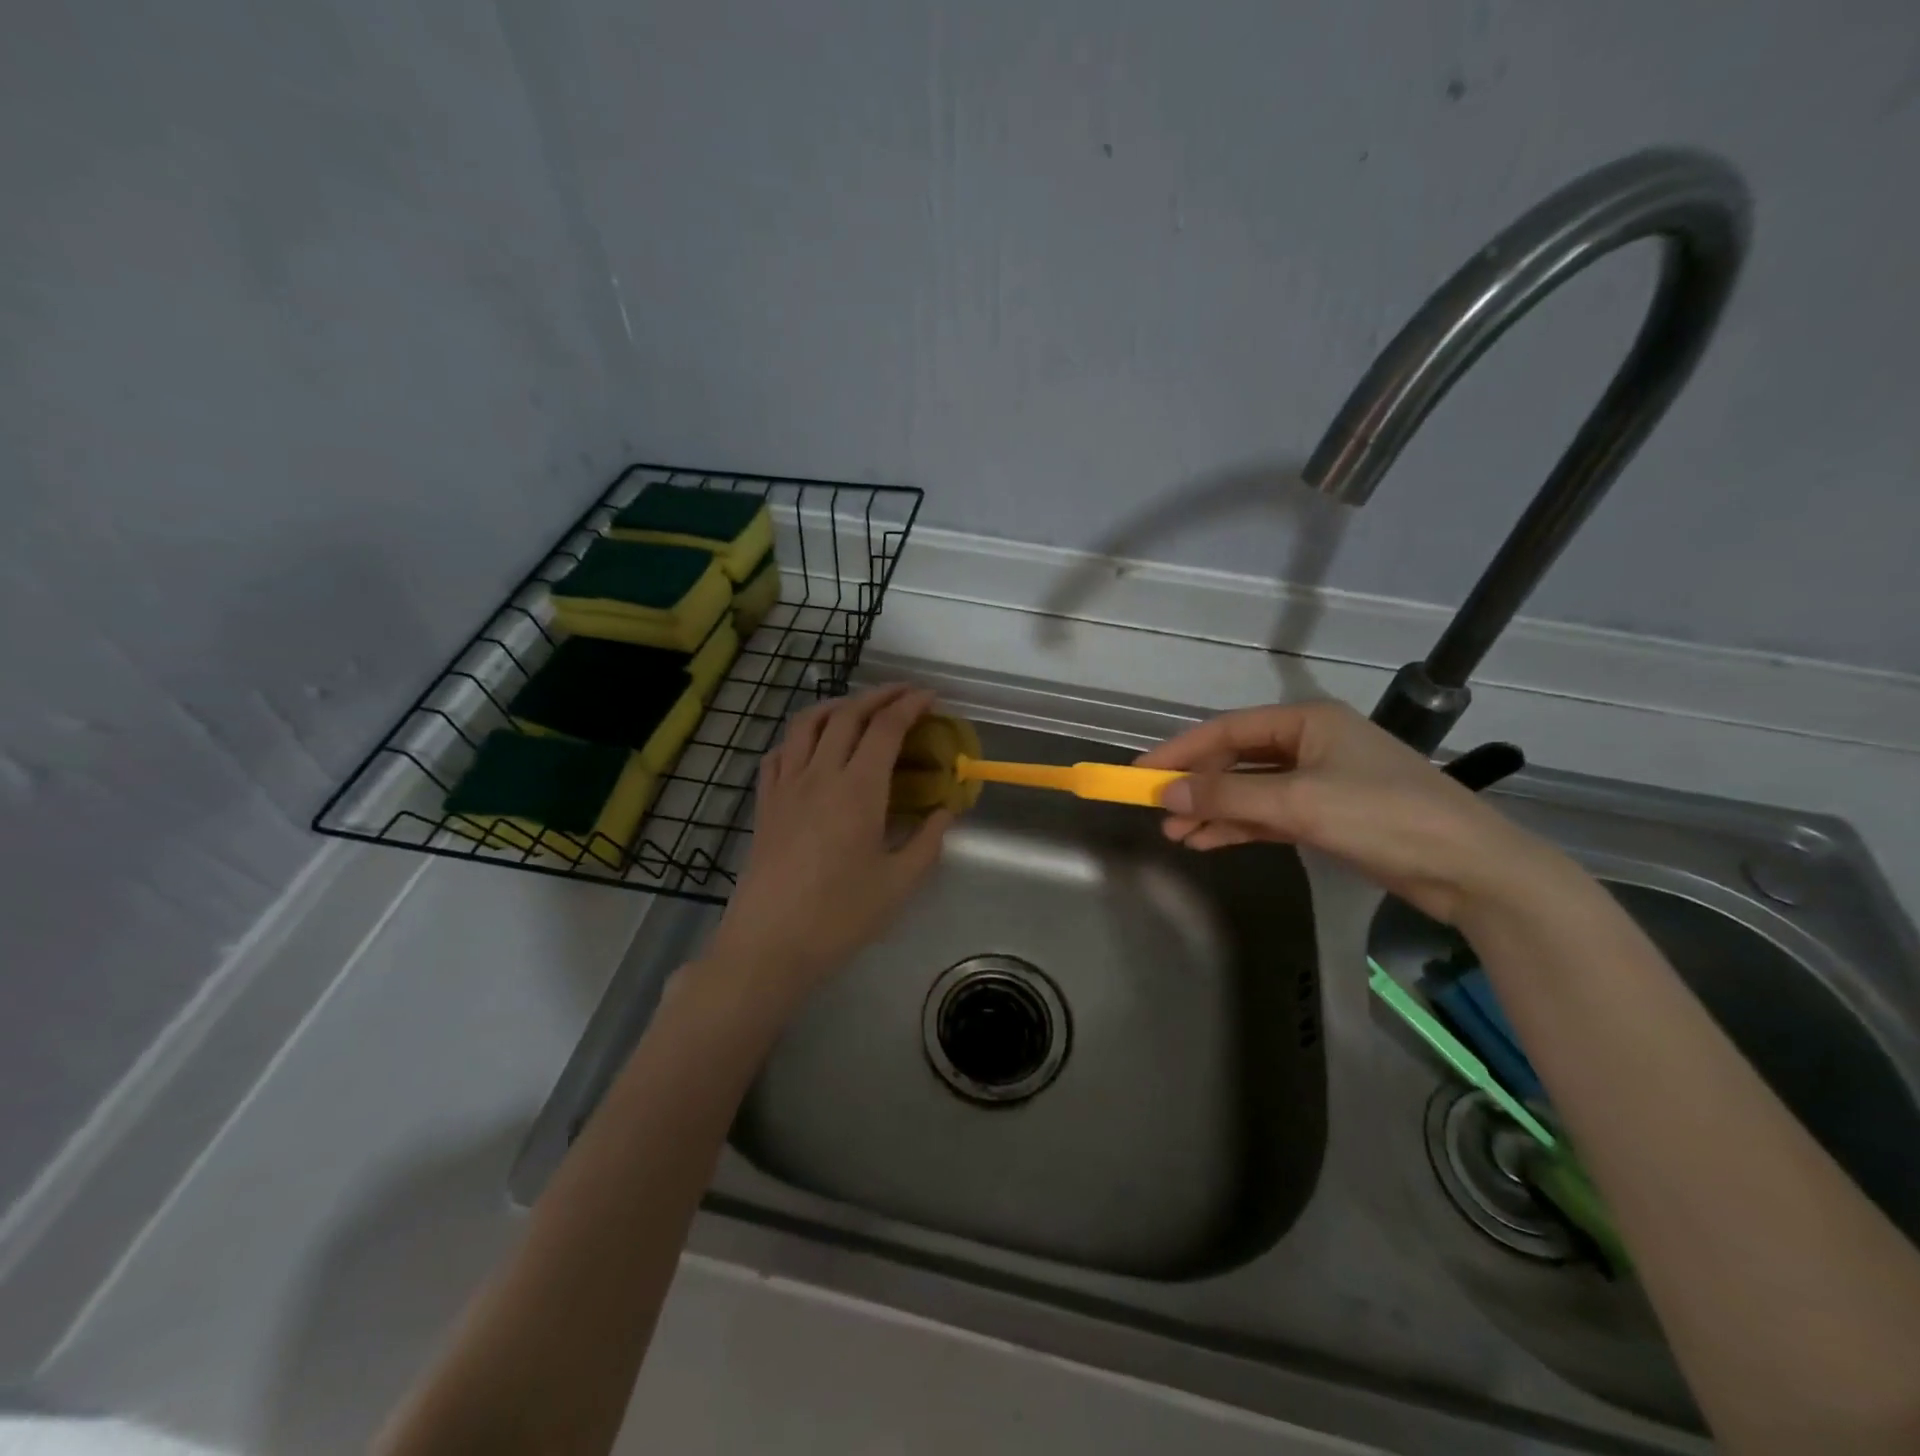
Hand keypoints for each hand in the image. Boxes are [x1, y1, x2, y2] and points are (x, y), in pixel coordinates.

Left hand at [703, 685, 951, 1005]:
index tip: (930, 697)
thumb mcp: (899, 883)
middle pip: (847, 714)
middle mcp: (820, 774)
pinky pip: (779, 752)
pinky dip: (800, 736)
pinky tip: (811, 747)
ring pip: (807, 724)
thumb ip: (928, 841)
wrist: (769, 943)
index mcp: (858, 789)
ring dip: (837, 705)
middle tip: (904, 695)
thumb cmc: (839, 915)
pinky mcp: (765, 803)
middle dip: (879, 695)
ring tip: (858, 708)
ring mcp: (786, 786)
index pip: (886, 728)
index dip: (910, 705)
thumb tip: (945, 811)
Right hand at [1137, 699, 1563, 924]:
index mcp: (1306, 721)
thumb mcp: (1298, 803)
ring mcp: (1319, 781)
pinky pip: (1268, 815)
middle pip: (1235, 760)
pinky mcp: (1327, 815)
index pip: (1226, 731)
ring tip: (1175, 834)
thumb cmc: (1383, 816)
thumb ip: (1227, 797)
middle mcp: (1309, 743)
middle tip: (1154, 810)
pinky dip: (1238, 827)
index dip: (1179, 751)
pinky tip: (1206, 842)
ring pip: (1249, 791)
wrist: (1469, 869)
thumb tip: (1165, 794)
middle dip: (1195, 787)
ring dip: (1212, 811)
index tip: (1139, 774)